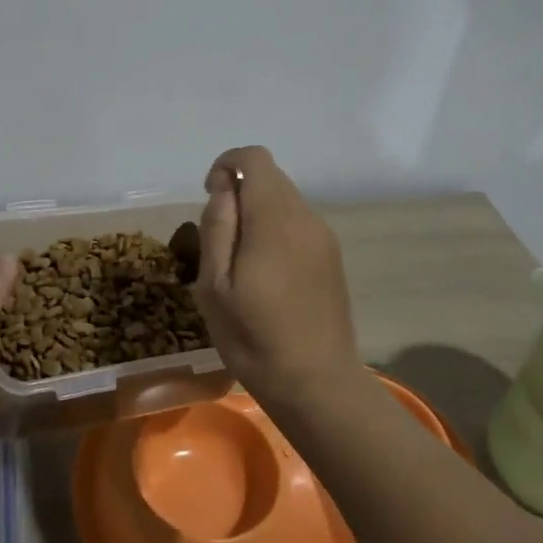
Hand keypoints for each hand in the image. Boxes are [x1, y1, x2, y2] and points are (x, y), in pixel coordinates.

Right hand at [192, 146, 363, 408]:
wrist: (317, 384)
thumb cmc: (254, 339)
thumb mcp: (214, 286)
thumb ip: (218, 227)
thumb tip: (223, 188)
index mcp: (275, 220)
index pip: (254, 158)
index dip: (226, 167)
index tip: (210, 201)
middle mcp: (306, 218)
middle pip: (270, 177)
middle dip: (239, 194)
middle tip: (220, 242)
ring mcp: (324, 238)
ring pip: (284, 200)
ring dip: (257, 214)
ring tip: (240, 264)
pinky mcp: (332, 257)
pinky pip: (297, 224)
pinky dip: (275, 231)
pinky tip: (266, 276)